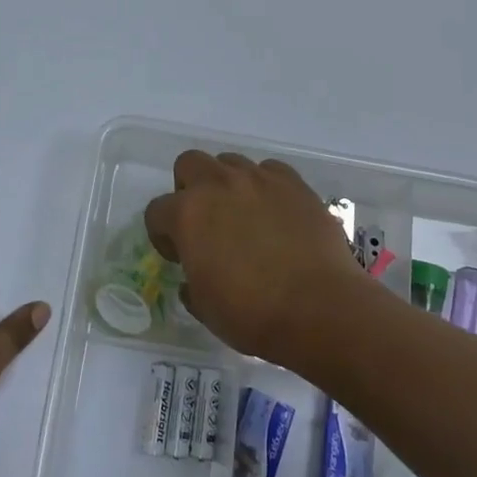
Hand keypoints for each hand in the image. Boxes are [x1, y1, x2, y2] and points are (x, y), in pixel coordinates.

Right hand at [143, 151, 371, 365]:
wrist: (320, 308)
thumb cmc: (253, 314)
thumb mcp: (206, 308)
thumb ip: (191, 284)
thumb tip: (193, 280)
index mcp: (187, 214)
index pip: (157, 211)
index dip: (163, 235)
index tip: (179, 256)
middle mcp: (218, 184)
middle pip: (189, 164)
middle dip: (189, 189)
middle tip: (205, 222)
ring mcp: (259, 179)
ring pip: (230, 162)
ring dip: (227, 184)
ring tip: (243, 216)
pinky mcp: (294, 183)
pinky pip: (270, 171)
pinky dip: (265, 187)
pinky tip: (275, 214)